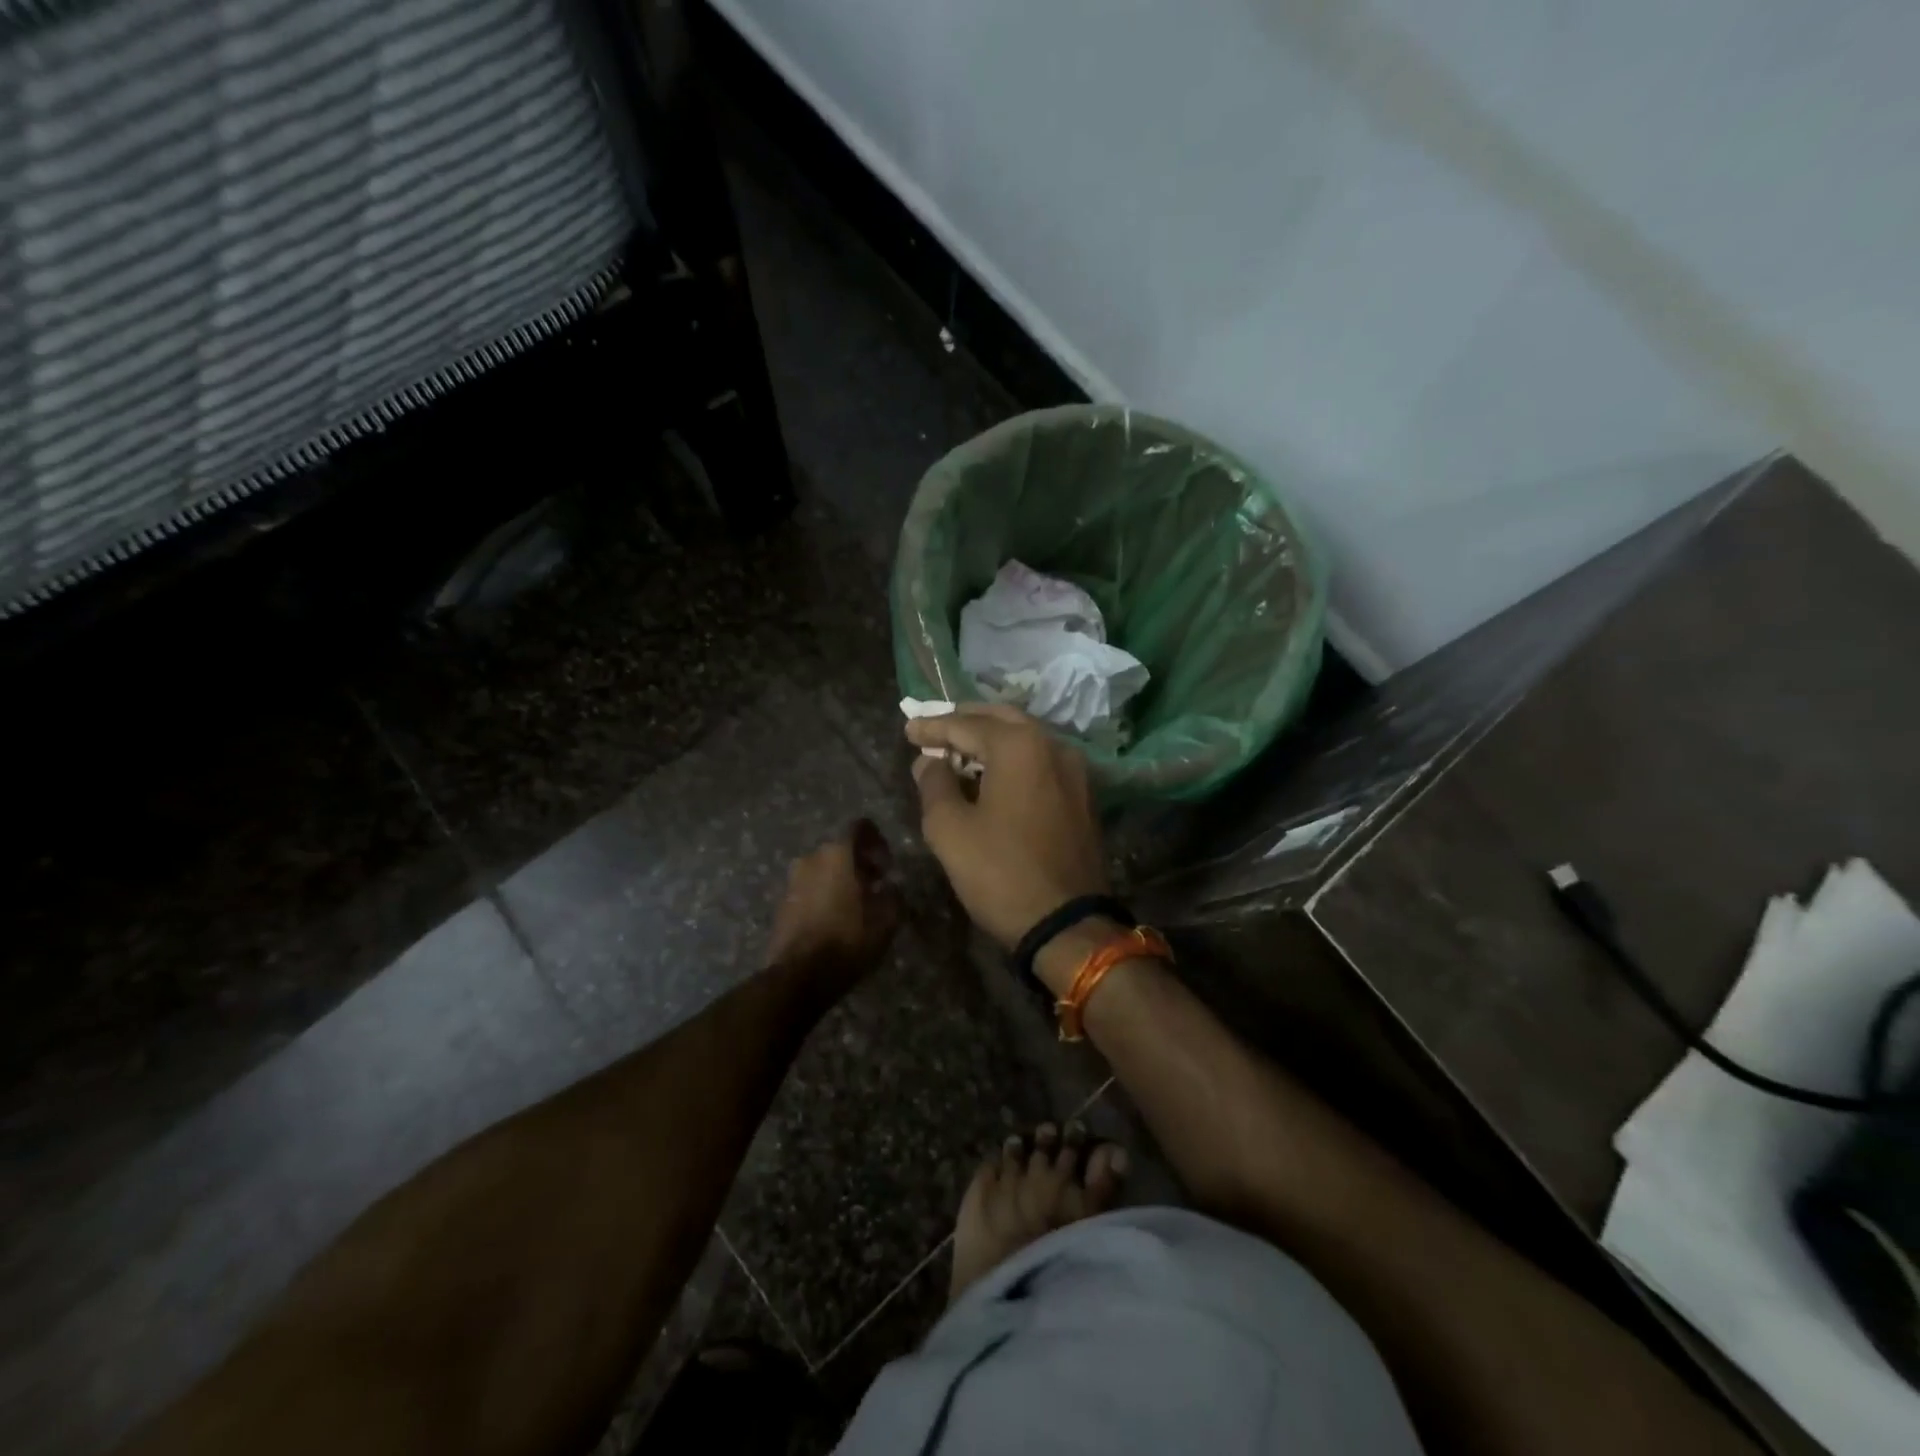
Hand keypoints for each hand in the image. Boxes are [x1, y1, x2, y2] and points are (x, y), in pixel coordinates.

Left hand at [764, 821, 903, 999]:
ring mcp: (793, 880)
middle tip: (876, 886)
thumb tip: (890, 886)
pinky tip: (835, 919)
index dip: (877, 840)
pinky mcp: (782, 902)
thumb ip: (893, 894)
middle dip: (859, 863)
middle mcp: (811, 858)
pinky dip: (824, 894)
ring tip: (856, 905)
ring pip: (823, 869)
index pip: (860, 827)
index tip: (887, 864)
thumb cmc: (849, 940)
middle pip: (840, 849)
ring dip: (840, 879)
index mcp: (838, 854)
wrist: (799, 975)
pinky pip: (809, 888)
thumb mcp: (886, 919)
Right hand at [905, 704, 1108, 950]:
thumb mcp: (950, 830)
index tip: (908, 730)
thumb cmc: (1001, 873)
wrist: (1068, 924)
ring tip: (959, 752)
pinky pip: (1041, 761)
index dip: (932, 726)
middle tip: (934, 730)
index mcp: (1020, 745)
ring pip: (1026, 739)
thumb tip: (930, 761)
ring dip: (991, 740)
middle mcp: (1053, 745)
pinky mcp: (1083, 795)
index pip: (966, 724)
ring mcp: (1075, 770)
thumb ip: (934, 785)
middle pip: (1002, 720)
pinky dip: (1013, 759)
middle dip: (965, 722)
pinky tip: (993, 775)